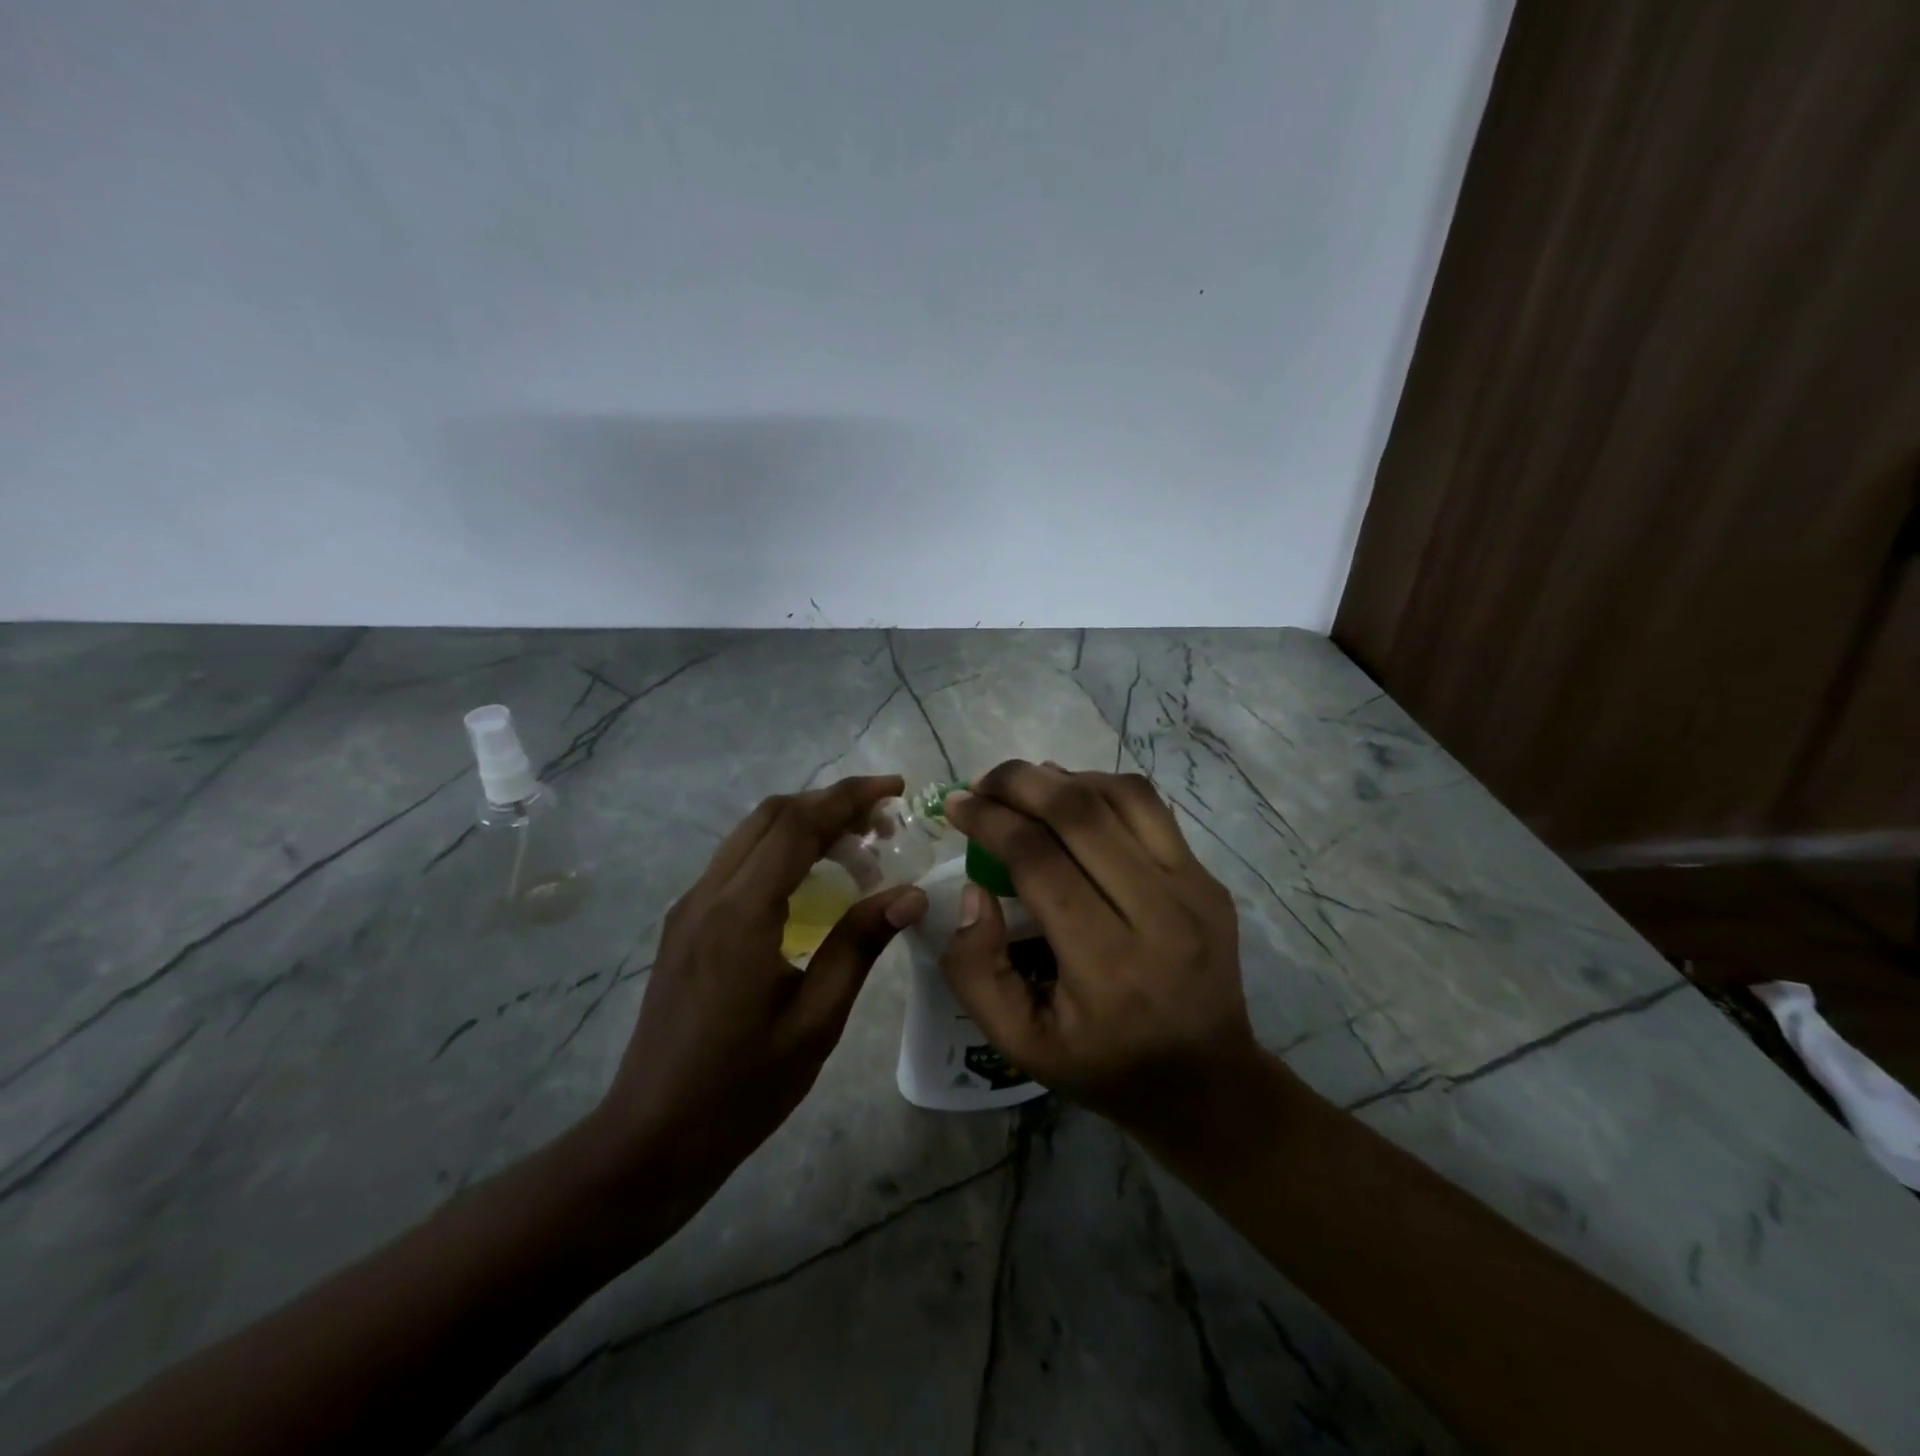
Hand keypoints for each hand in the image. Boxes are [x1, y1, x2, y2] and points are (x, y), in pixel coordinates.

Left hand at [595, 776, 928, 1196]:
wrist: (651, 1136)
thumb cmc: (742, 1088)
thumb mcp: (815, 1021)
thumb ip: (859, 946)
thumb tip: (908, 895)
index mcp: (742, 914)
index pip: (799, 824)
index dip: (850, 797)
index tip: (896, 789)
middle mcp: (708, 894)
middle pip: (772, 815)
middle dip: (831, 804)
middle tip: (883, 824)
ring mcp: (690, 907)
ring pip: (751, 834)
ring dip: (805, 824)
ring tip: (857, 848)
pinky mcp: (684, 925)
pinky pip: (737, 862)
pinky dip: (781, 850)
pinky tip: (812, 882)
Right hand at [940, 761, 1264, 1144]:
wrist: (1207, 1081)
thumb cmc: (1103, 1065)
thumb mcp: (1018, 1043)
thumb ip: (976, 970)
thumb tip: (973, 890)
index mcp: (1106, 966)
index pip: (1039, 862)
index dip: (990, 821)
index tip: (957, 805)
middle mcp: (1158, 916)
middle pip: (1080, 814)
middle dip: (1019, 783)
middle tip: (982, 782)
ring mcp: (1194, 891)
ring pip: (1121, 796)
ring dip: (1062, 778)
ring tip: (1024, 785)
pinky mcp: (1209, 879)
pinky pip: (1150, 810)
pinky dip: (1102, 789)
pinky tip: (1072, 799)